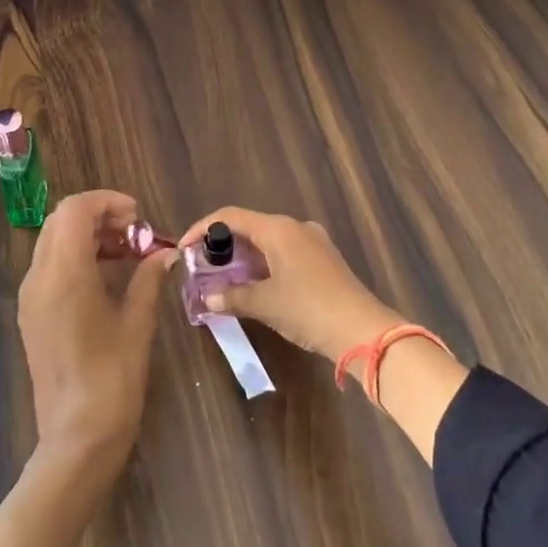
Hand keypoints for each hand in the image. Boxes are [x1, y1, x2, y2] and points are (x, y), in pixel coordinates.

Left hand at [18, 190, 175, 463]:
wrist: (76, 437)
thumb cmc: (113, 378)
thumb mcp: (137, 323)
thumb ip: (148, 279)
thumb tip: (165, 253)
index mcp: (64, 274)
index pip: (75, 209)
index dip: (107, 202)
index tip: (139, 217)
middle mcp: (39, 277)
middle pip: (61, 221)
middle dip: (99, 217)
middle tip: (135, 234)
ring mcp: (30, 296)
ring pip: (53, 242)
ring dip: (88, 236)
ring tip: (127, 253)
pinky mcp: (31, 314)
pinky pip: (50, 267)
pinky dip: (76, 257)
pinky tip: (107, 277)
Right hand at [180, 207, 401, 361]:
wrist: (363, 330)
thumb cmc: (308, 309)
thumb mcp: (264, 304)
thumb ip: (232, 297)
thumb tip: (207, 297)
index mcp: (278, 228)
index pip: (230, 216)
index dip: (202, 229)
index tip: (184, 248)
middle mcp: (295, 227)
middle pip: (249, 226)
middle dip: (223, 245)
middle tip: (202, 266)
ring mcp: (313, 242)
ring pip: (268, 241)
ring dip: (243, 257)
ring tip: (224, 278)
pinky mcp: (324, 260)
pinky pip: (284, 253)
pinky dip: (264, 264)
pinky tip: (255, 285)